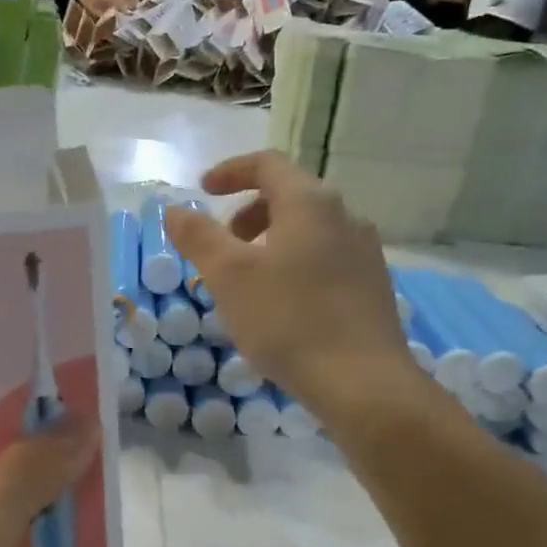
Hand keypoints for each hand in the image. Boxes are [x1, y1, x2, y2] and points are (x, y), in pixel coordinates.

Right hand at [166, 151, 417, 413]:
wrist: (362, 382)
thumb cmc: (288, 320)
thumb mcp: (229, 277)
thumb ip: (198, 237)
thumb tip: (175, 209)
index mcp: (310, 203)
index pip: (268, 164)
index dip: (231, 170)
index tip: (203, 189)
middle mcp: (345, 217)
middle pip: (290, 196)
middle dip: (248, 213)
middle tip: (221, 245)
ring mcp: (365, 252)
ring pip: (308, 231)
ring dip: (270, 242)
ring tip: (247, 282)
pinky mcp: (372, 286)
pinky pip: (325, 259)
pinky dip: (294, 265)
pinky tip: (281, 307)